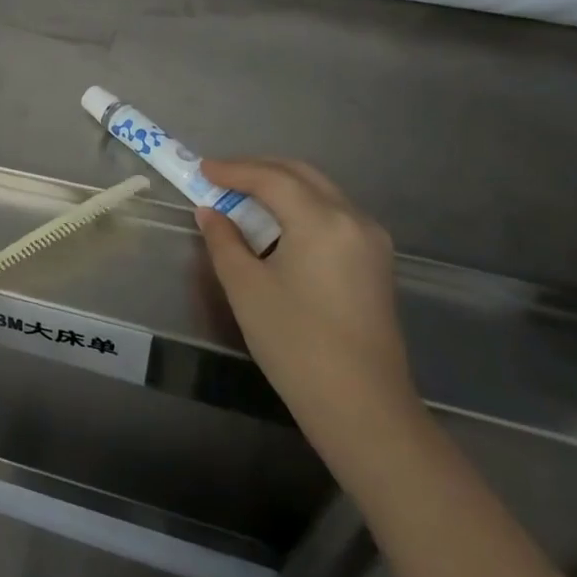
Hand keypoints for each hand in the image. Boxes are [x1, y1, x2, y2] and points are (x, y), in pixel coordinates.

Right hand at [195, 158, 419, 451]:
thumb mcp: (246, 288)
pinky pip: (333, 214)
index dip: (233, 170)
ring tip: (242, 198)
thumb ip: (224, 241)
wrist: (361, 407)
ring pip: (320, 192)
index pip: (272, 178)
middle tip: (220, 178)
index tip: (201, 169)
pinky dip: (300, 208)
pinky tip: (276, 225)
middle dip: (258, 171)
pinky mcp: (375, 262)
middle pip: (301, 175)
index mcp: (323, 221)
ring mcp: (371, 241)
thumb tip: (210, 212)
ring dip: (280, 187)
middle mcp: (354, 219)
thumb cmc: (295, 343)